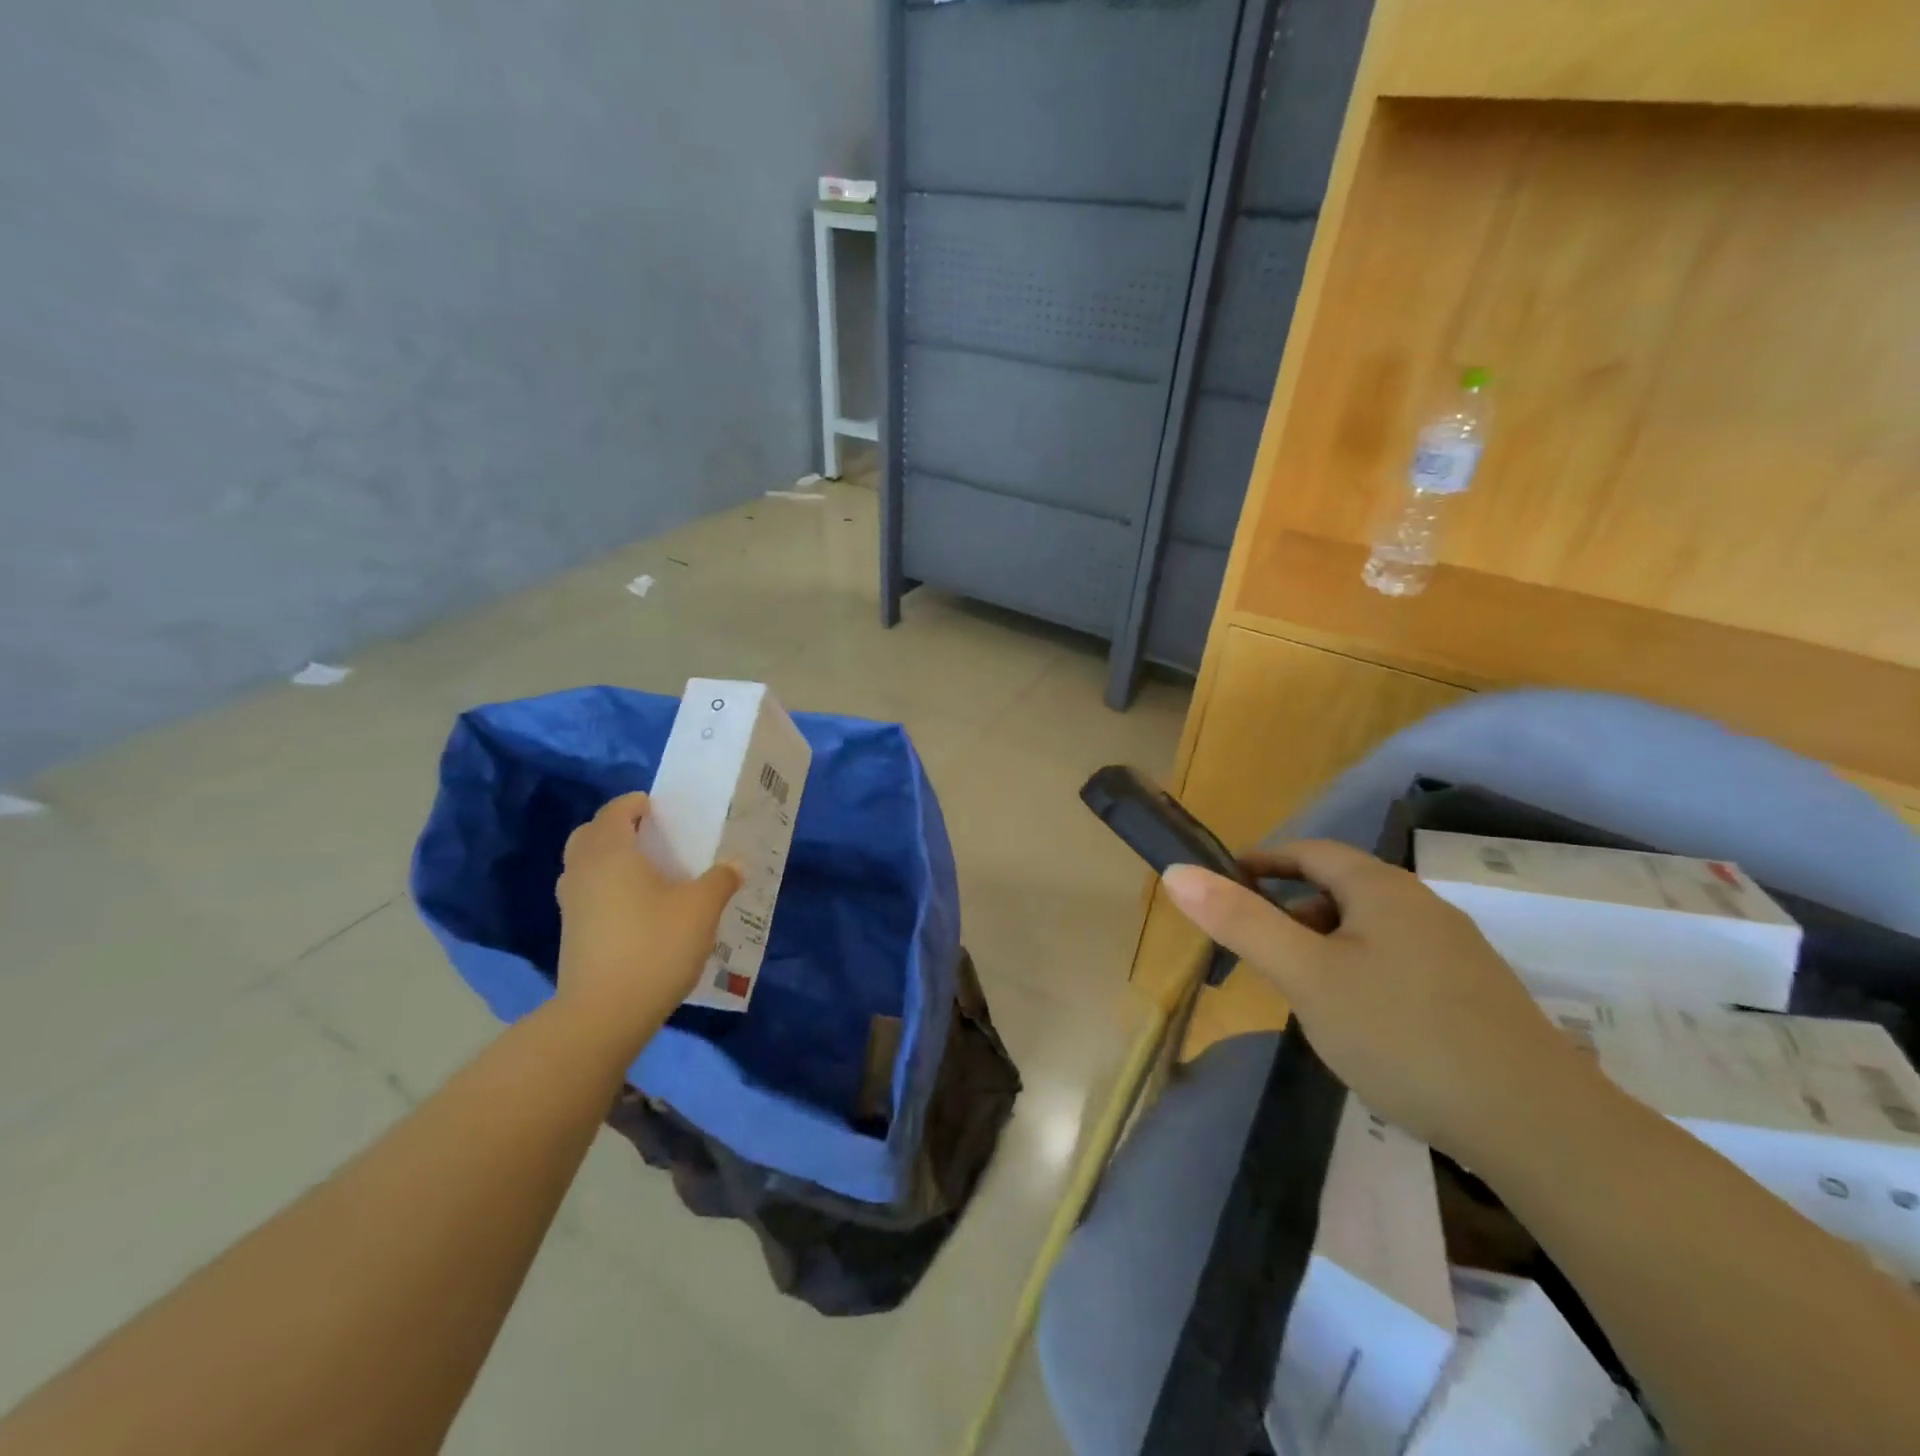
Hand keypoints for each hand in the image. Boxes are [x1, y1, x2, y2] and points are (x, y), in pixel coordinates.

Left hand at [555, 793, 740, 1046]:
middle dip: (616, 828)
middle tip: (650, 837)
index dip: (635, 804)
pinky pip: (587, 893)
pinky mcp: (571, 934)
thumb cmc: (655, 945)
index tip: (660, 808)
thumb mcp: (701, 908)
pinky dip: (605, 888)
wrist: (604, 1013)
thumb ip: (720, 880)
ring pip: (583, 866)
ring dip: (608, 859)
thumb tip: (734, 865)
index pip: (614, 811)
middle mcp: (583, 871)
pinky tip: (637, 908)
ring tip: (646, 872)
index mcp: (611, 853)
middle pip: (590, 835)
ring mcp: (571, 905)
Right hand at [1162, 840, 1598, 1168]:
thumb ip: (1240, 922)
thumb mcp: (1305, 977)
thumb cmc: (1402, 1034)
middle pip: (1341, 889)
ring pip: (1370, 930)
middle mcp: (1423, 907)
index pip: (1311, 852)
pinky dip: (1360, 973)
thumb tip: (1176, 872)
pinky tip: (1358, 1025)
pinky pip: (1398, 963)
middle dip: (1292, 911)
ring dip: (1325, 946)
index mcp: (1382, 889)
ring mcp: (1455, 952)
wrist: (1537, 1126)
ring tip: (1301, 993)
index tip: (1227, 882)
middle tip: (1258, 950)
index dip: (1264, 861)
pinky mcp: (1474, 996)